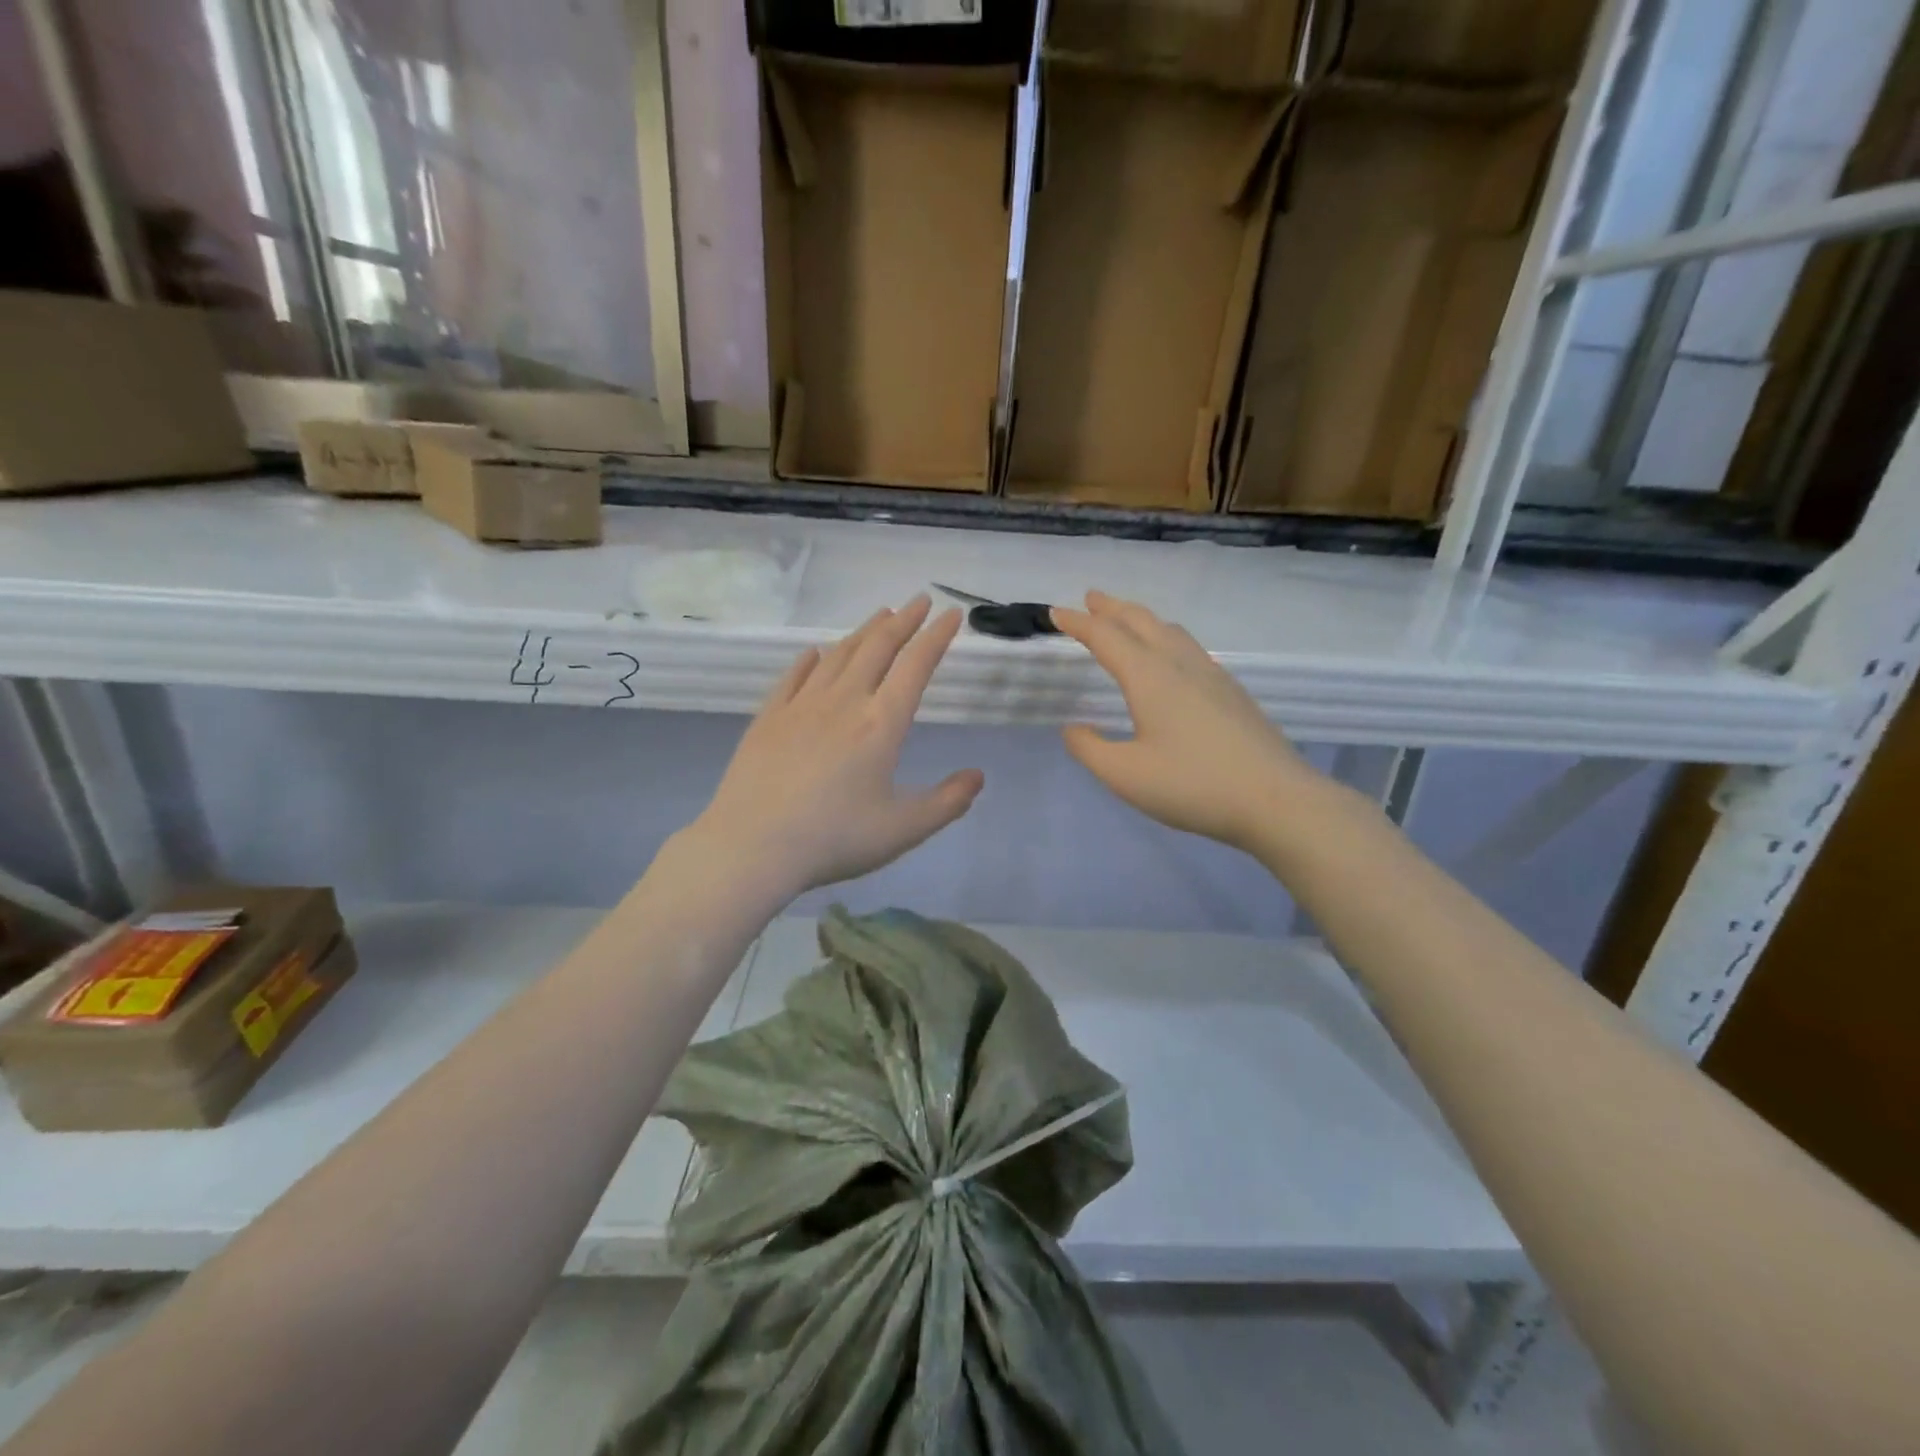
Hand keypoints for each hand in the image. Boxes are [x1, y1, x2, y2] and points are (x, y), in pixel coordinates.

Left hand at [690, 595, 984, 896]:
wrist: (752, 846)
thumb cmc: (834, 838)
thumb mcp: (903, 829)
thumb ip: (947, 802)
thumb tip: (978, 776)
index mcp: (881, 724)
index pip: (916, 666)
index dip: (937, 637)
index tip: (951, 614)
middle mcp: (844, 701)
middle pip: (877, 648)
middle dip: (903, 620)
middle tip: (919, 600)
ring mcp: (801, 705)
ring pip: (838, 655)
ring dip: (863, 631)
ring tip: (881, 615)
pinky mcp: (768, 717)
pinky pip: (794, 676)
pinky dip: (810, 660)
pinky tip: (815, 654)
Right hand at [1054, 591, 1317, 852]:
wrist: (1276, 799)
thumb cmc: (1192, 785)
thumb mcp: (1125, 775)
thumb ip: (1090, 749)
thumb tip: (1073, 728)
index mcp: (1149, 677)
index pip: (1105, 637)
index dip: (1078, 623)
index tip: (1056, 612)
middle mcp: (1180, 664)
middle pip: (1141, 621)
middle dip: (1111, 608)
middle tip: (1090, 598)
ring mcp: (1211, 675)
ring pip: (1170, 630)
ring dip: (1141, 619)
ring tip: (1126, 620)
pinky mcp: (1231, 691)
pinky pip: (1189, 647)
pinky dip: (1165, 637)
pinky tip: (1170, 657)